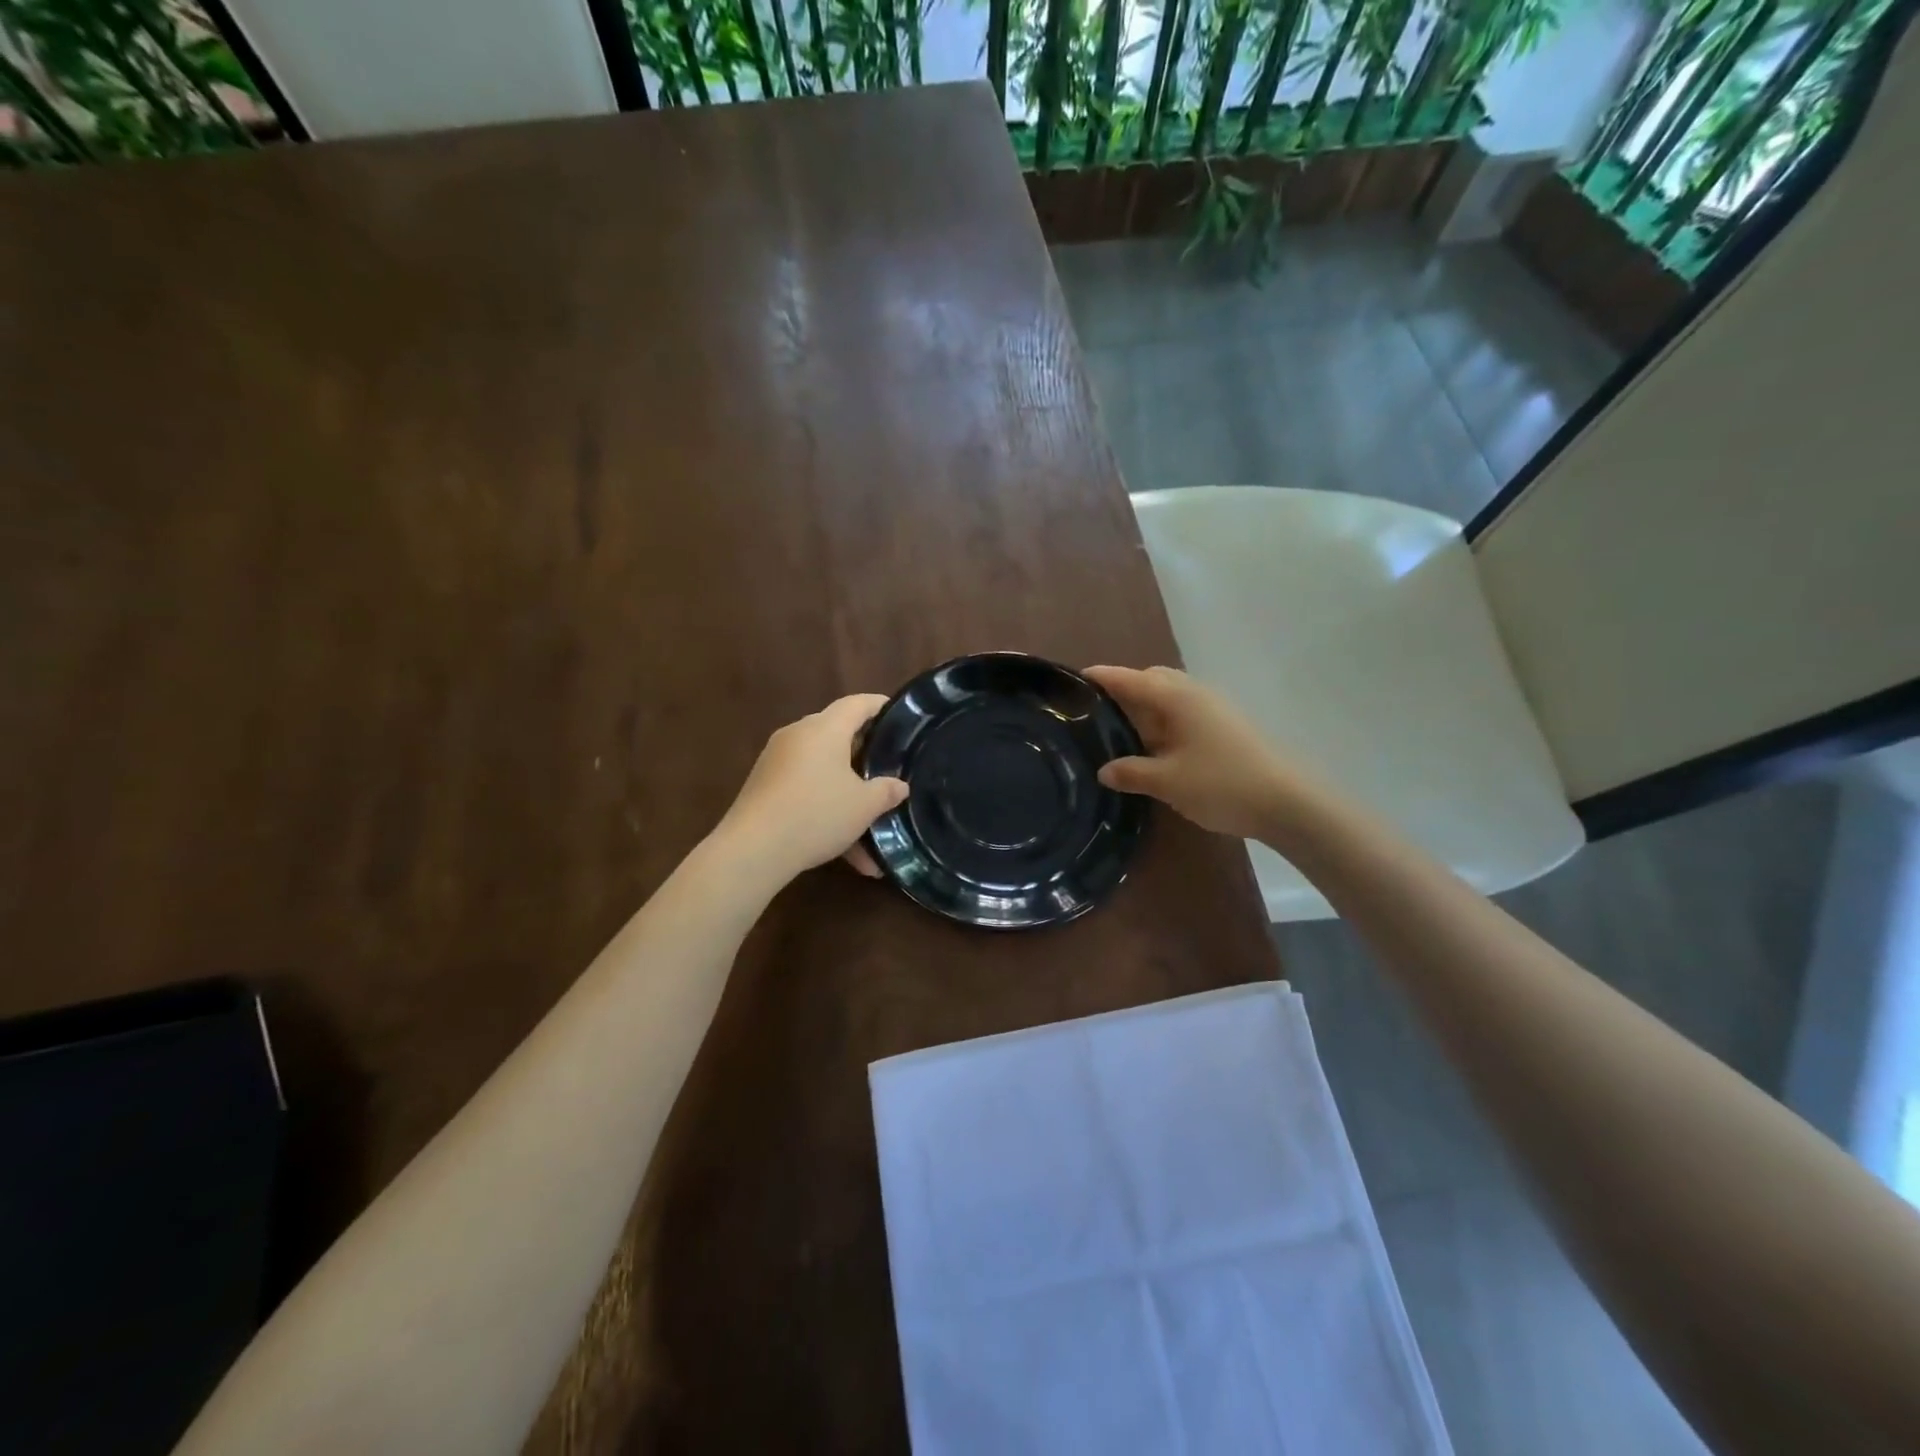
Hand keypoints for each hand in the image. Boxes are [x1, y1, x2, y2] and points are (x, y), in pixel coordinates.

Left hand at [712, 694, 907, 886]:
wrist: (753, 849)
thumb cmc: (816, 814)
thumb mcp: (864, 806)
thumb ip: (886, 791)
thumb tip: (899, 786)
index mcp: (825, 729)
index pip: (857, 703)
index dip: (881, 706)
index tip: (901, 716)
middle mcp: (798, 736)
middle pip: (837, 734)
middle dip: (865, 753)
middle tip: (889, 767)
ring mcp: (777, 761)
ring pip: (822, 770)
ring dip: (847, 794)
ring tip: (871, 825)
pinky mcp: (764, 787)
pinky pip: (804, 791)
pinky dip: (825, 811)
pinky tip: (845, 852)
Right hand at [1083, 665, 1302, 840]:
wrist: (1286, 802)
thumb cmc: (1221, 784)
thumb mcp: (1167, 782)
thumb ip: (1131, 772)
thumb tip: (1103, 771)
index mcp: (1176, 698)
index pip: (1129, 679)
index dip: (1101, 677)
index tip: (1074, 679)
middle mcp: (1194, 694)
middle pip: (1151, 680)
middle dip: (1124, 691)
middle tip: (1096, 714)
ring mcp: (1213, 708)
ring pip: (1169, 697)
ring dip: (1144, 709)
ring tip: (1120, 733)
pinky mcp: (1224, 726)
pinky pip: (1182, 713)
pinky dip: (1162, 722)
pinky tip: (1153, 748)